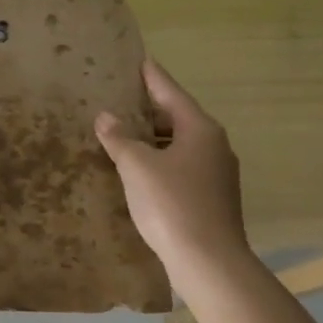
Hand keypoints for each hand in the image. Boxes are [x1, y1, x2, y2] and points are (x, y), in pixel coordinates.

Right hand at [95, 60, 251, 273]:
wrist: (208, 261)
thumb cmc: (171, 204)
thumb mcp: (137, 166)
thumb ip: (120, 138)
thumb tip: (106, 117)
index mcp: (200, 129)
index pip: (171, 93)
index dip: (152, 78)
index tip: (140, 61)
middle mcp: (214, 145)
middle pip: (178, 118)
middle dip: (150, 110)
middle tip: (122, 99)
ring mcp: (217, 173)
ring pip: (180, 144)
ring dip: (154, 138)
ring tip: (125, 134)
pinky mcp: (212, 197)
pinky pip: (182, 166)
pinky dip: (161, 160)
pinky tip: (140, 170)